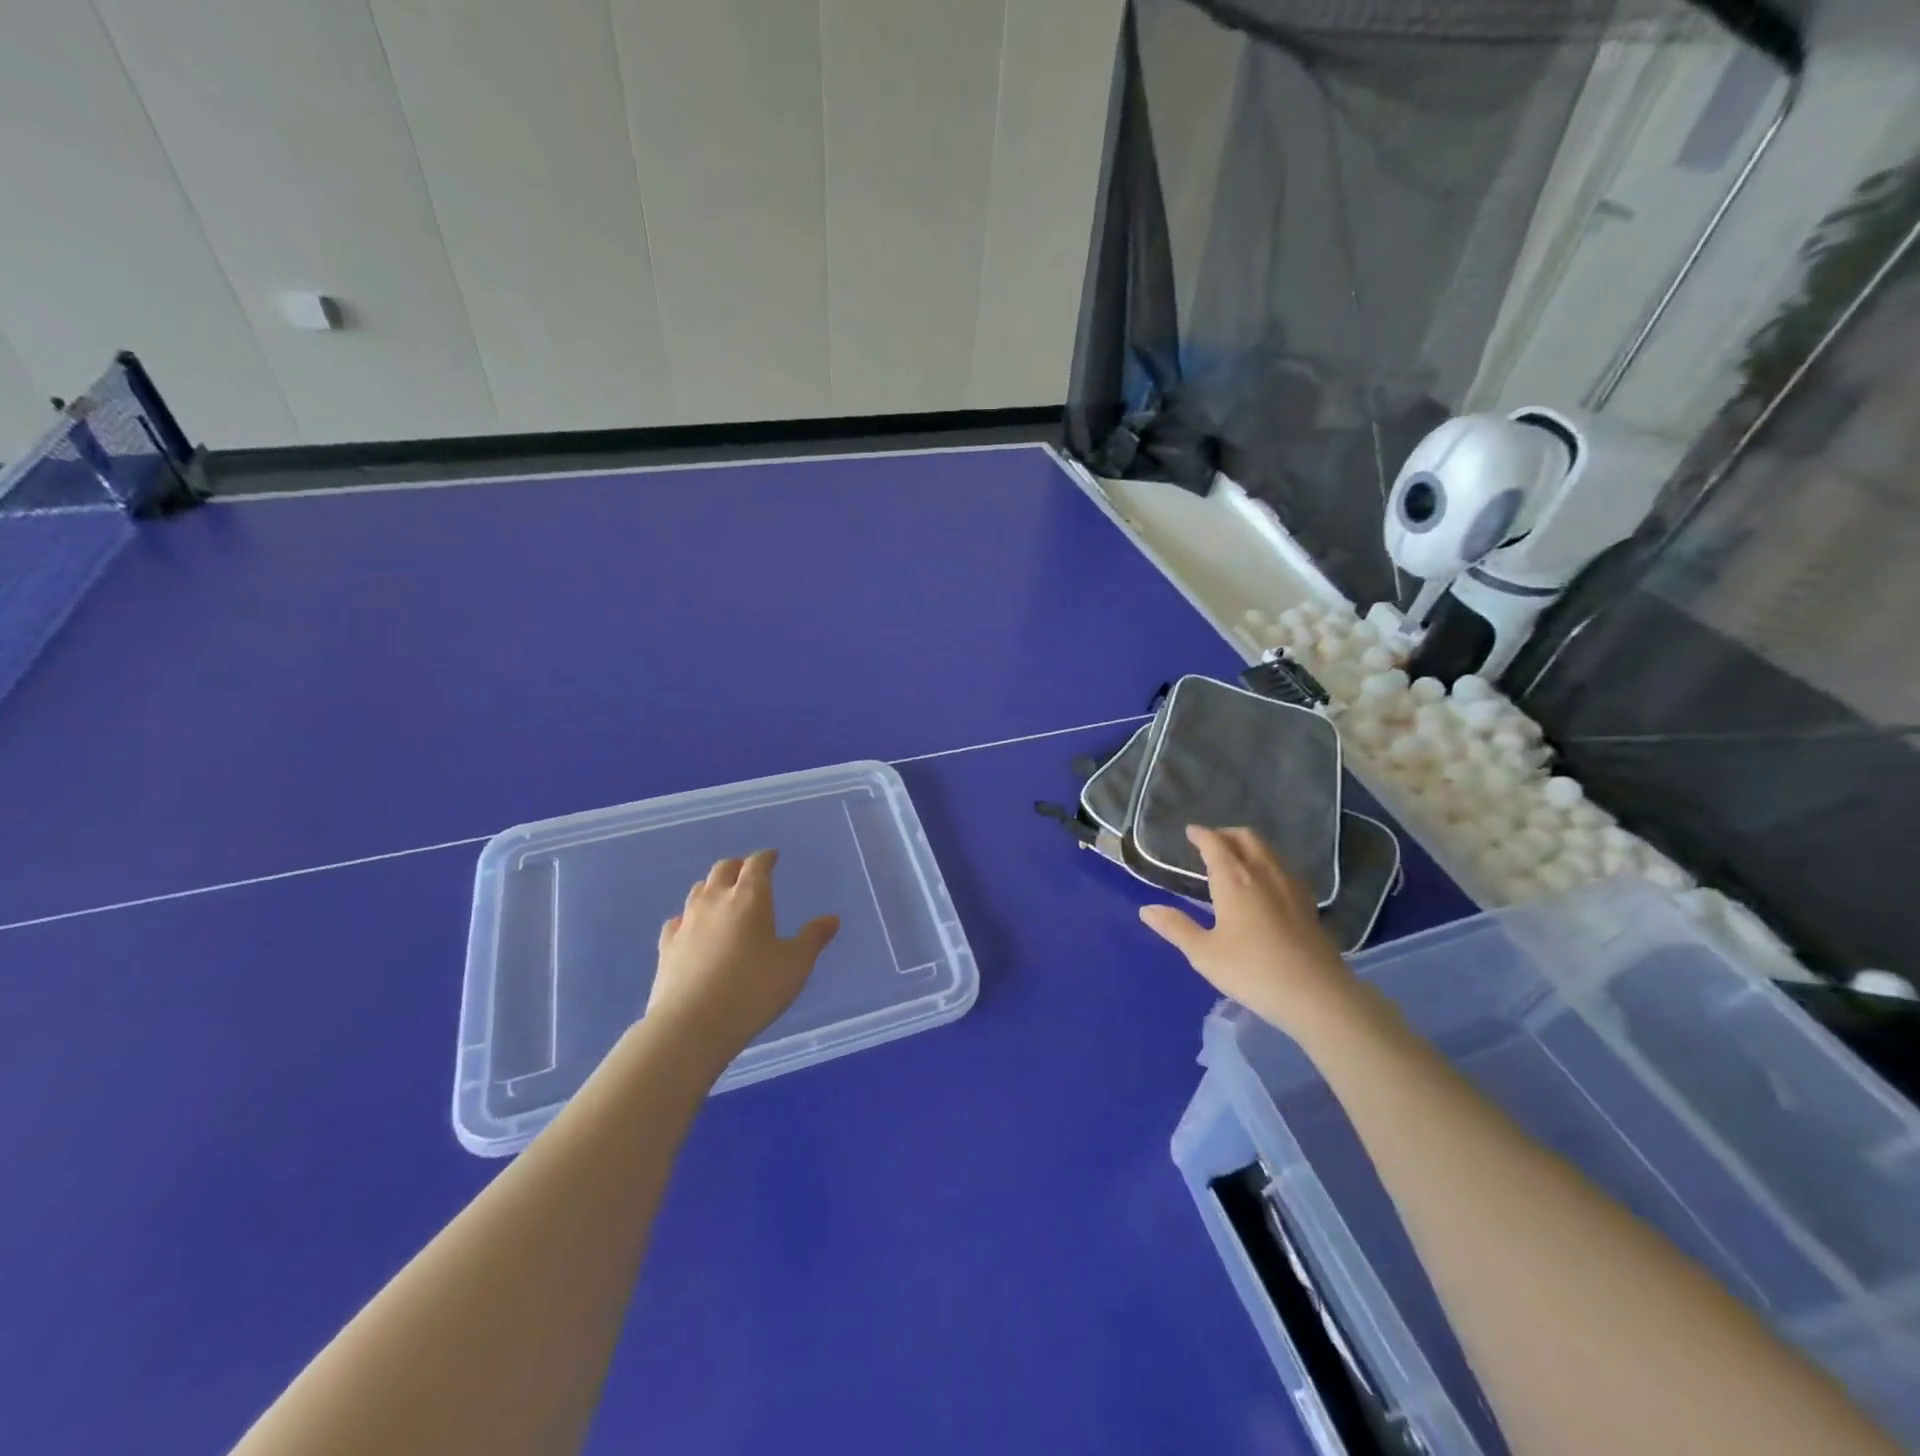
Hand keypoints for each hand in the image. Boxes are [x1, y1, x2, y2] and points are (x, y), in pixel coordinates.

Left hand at [646, 850, 839, 1068]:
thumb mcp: (795, 965)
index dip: (765, 858)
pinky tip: (690, 927)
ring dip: (712, 887)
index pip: (757, 865)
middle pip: (723, 870)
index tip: (772, 856)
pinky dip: (689, 917)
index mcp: (749, 898)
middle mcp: (715, 901)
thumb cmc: (753, 990)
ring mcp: (687, 923)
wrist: (691, 1026)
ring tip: (722, 894)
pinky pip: (678, 921)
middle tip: (748, 871)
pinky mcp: (666, 948)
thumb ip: (813, 939)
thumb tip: (832, 919)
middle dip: (738, 866)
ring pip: (698, 891)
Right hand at [1138, 826, 1356, 1034]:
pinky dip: (1267, 862)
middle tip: (1211, 842)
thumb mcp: (1204, 953)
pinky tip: (1265, 883)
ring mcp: (1290, 886)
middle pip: (1246, 838)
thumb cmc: (1252, 971)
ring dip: (1248, 845)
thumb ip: (1175, 928)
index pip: (1215, 844)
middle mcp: (1263, 873)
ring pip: (1268, 850)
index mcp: (1234, 879)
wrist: (1316, 994)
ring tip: (1235, 858)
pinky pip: (1283, 867)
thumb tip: (1146, 910)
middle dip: (1226, 834)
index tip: (1190, 832)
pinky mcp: (1308, 903)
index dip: (1201, 835)